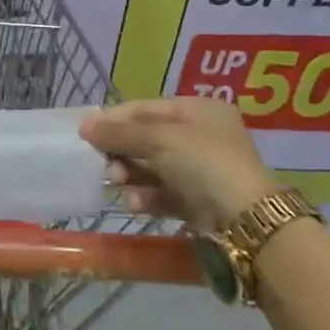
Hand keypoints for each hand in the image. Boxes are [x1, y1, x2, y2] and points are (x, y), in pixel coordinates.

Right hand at [79, 97, 277, 230]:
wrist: (246, 220)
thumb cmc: (203, 163)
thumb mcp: (159, 140)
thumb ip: (119, 133)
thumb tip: (84, 126)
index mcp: (197, 110)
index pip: (145, 108)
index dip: (114, 119)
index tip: (86, 132)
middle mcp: (200, 136)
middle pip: (146, 138)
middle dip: (122, 151)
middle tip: (102, 163)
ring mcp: (200, 170)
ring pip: (151, 167)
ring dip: (129, 174)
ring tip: (115, 183)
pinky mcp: (197, 200)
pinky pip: (162, 192)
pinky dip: (145, 196)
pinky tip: (133, 203)